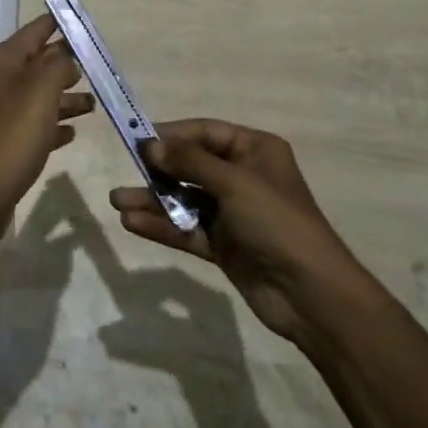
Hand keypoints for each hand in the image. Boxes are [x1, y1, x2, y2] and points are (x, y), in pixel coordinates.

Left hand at [0, 15, 91, 247]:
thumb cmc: (11, 136)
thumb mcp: (40, 91)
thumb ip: (57, 65)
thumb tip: (63, 57)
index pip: (32, 33)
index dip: (56, 25)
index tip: (79, 21)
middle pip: (32, 65)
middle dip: (63, 66)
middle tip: (94, 68)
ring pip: (32, 97)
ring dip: (61, 99)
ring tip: (91, 106)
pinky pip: (26, 124)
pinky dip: (48, 124)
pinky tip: (70, 134)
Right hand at [109, 120, 360, 343]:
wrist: (311, 295)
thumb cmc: (277, 222)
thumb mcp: (234, 183)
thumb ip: (189, 162)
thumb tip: (150, 145)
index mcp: (255, 150)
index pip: (205, 132)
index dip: (172, 135)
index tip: (138, 141)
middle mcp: (242, 176)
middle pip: (191, 165)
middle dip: (158, 170)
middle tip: (126, 171)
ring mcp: (232, 212)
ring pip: (184, 199)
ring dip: (152, 200)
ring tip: (117, 202)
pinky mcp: (223, 244)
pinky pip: (186, 228)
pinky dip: (162, 225)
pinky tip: (132, 223)